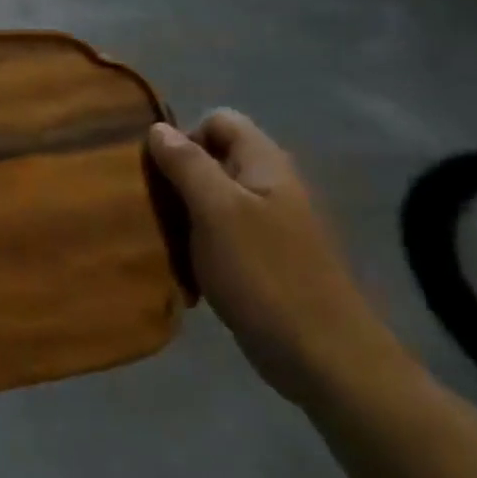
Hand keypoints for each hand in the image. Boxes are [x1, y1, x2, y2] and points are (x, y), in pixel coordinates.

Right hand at [148, 112, 413, 409]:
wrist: (322, 357)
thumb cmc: (265, 273)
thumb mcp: (216, 210)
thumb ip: (187, 164)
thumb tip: (157, 128)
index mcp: (264, 163)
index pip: (217, 120)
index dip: (185, 136)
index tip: (161, 173)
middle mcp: (269, 184)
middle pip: (212, 158)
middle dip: (177, 176)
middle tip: (153, 206)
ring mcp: (268, 223)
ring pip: (211, 198)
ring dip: (183, 213)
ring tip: (163, 237)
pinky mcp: (262, 258)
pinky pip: (219, 233)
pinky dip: (198, 242)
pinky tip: (184, 266)